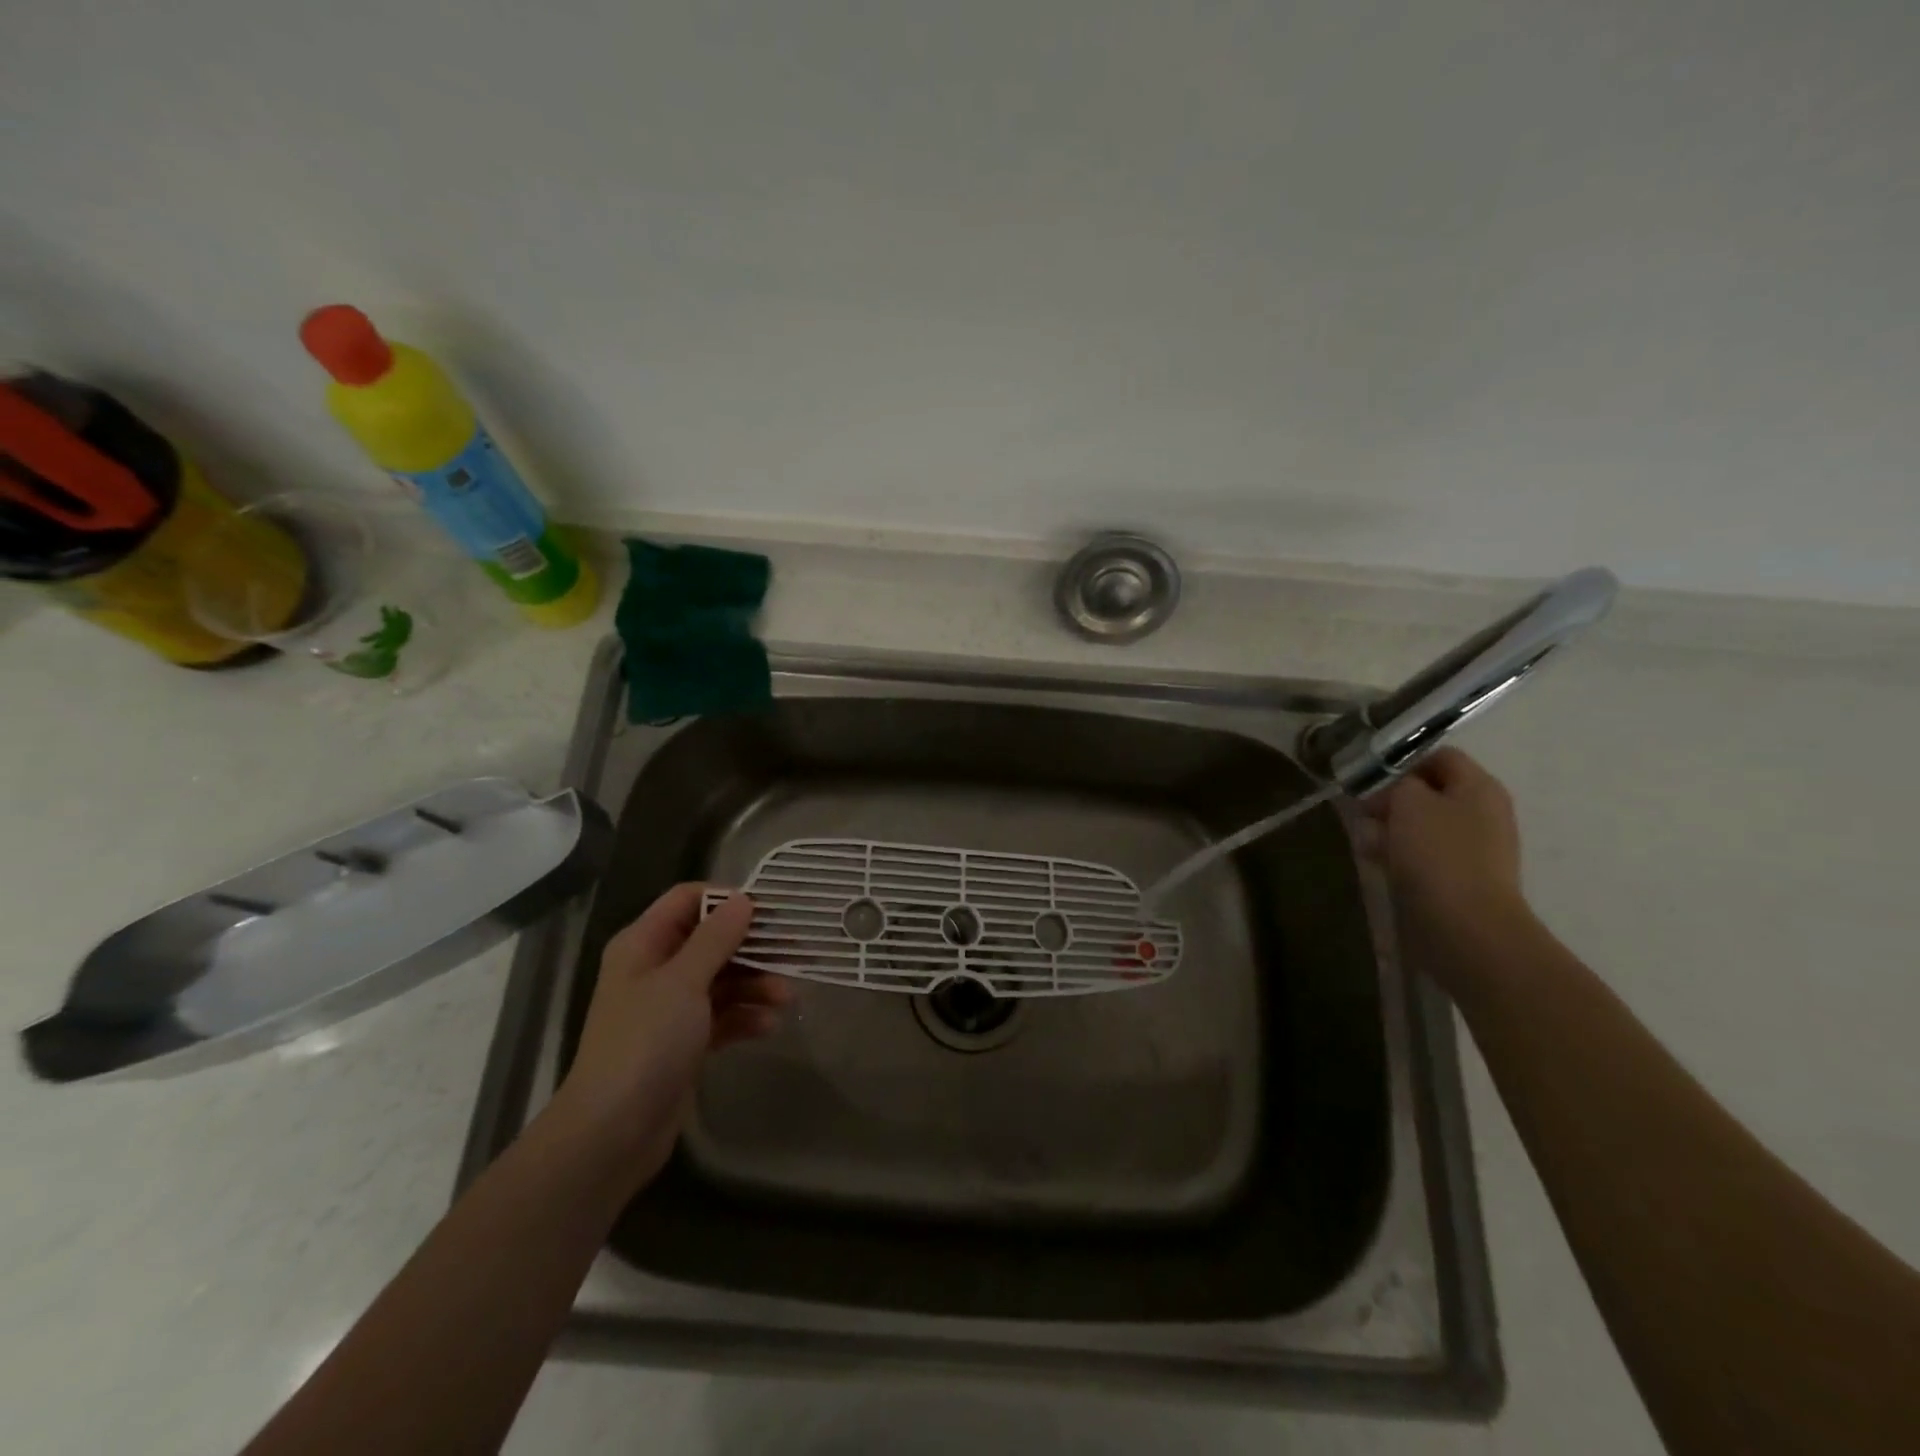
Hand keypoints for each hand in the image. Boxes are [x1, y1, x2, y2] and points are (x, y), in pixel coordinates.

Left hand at [545, 885, 788, 1195]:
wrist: (613, 1132)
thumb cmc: (645, 1043)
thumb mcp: (683, 982)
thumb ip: (716, 938)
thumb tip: (743, 900)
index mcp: (644, 944)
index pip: (687, 900)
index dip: (726, 899)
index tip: (767, 910)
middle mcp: (656, 969)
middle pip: (712, 940)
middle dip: (752, 947)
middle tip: (794, 952)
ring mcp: (670, 1007)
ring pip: (723, 979)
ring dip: (756, 985)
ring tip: (786, 998)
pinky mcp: (685, 1041)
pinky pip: (723, 1016)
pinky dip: (745, 1017)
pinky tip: (769, 1026)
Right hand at [1357, 748, 1526, 943]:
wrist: (1466, 927)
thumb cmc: (1437, 854)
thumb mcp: (1409, 802)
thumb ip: (1398, 782)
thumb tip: (1393, 787)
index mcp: (1479, 787)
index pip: (1439, 756)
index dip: (1402, 760)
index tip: (1368, 776)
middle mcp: (1482, 812)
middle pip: (1429, 791)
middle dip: (1390, 798)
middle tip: (1361, 810)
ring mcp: (1473, 847)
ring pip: (1421, 824)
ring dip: (1389, 827)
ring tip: (1364, 840)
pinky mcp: (1458, 876)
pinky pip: (1424, 853)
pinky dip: (1399, 853)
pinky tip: (1376, 861)